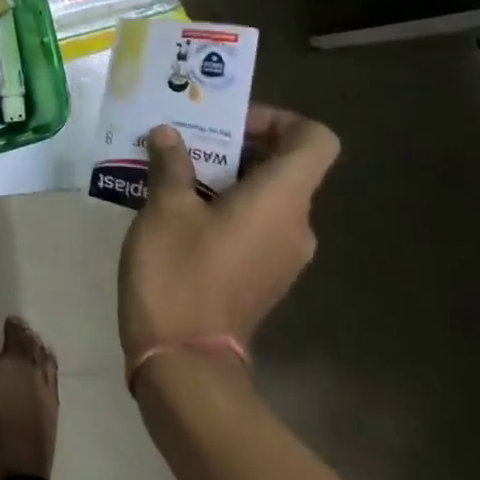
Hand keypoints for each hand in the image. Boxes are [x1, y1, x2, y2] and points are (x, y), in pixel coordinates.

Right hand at [118, 104, 339, 366]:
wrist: (184, 359)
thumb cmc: (178, 272)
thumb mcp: (164, 208)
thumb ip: (171, 164)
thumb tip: (169, 135)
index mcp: (282, 200)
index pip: (315, 140)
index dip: (278, 119)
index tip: (227, 124)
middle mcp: (295, 225)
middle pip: (285, 166)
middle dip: (233, 145)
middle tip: (181, 142)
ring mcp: (282, 255)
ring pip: (264, 196)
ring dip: (222, 176)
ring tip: (169, 172)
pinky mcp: (262, 276)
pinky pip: (253, 224)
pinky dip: (222, 206)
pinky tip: (175, 211)